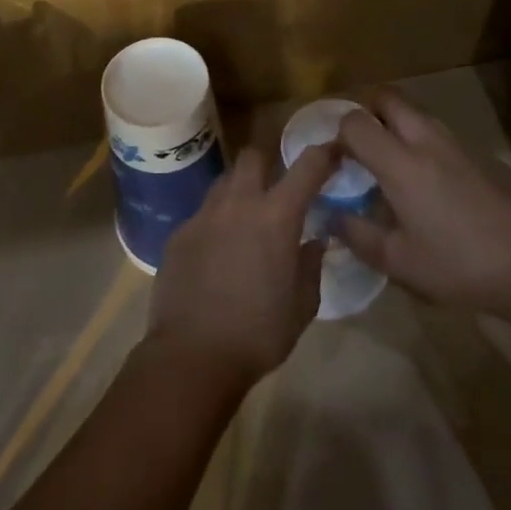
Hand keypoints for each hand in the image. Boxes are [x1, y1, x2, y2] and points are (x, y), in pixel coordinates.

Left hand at [147, 145, 331, 383]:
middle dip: (267, 164)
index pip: (307, 167)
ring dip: (239, 192)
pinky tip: (215, 255)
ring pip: (224, 182)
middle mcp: (239, 204)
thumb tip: (314, 242)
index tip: (332, 153)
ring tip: (244, 221)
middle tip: (275, 188)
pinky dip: (214, 224)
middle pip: (253, 156)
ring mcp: (204, 216)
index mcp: (277, 217)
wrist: (192, 356)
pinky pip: (202, 215)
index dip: (323, 154)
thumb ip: (311, 266)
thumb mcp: (302, 306)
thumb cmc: (258, 334)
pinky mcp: (178, 234)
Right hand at [334, 88, 510, 313]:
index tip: (335, 159)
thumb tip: (333, 216)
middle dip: (367, 110)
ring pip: (417, 112)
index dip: (338, 134)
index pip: (356, 122)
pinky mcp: (481, 155)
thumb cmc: (457, 266)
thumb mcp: (398, 262)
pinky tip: (431, 183)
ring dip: (396, 124)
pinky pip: (441, 134)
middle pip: (389, 98)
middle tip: (359, 143)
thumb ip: (359, 235)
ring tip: (390, 162)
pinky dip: (423, 142)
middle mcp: (427, 141)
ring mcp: (459, 144)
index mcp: (401, 164)